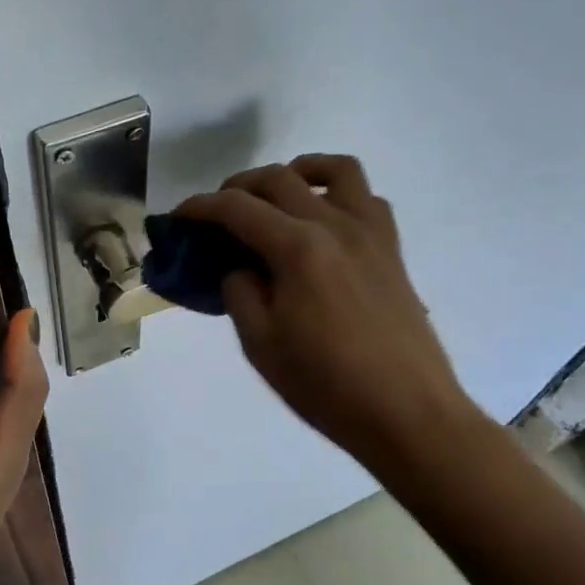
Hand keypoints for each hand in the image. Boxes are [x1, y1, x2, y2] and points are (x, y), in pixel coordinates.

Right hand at [176, 156, 485, 473]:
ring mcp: (370, 234)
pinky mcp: (392, 250)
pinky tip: (323, 224)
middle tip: (218, 215)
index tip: (178, 217)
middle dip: (238, 187)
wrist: (407, 414)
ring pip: (335, 170)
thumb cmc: (326, 385)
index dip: (200, 207)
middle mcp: (335, 225)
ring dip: (297, 172)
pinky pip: (366, 199)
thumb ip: (240, 292)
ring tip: (277, 198)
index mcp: (298, 248)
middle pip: (279, 179)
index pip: (237, 208)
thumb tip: (240, 267)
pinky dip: (338, 195)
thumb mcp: (261, 344)